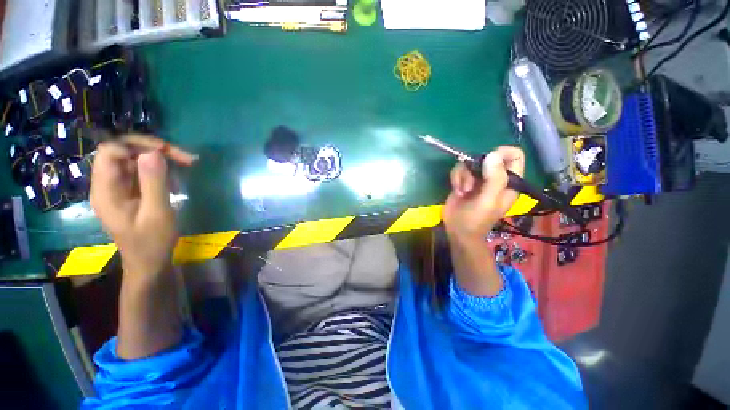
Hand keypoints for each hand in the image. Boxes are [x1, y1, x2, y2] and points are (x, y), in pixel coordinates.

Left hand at [90, 136, 191, 277]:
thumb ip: (153, 182)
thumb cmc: (152, 242)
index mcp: (105, 190)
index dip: (136, 145)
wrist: (150, 262)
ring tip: (185, 167)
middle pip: (123, 151)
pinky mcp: (130, 192)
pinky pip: (142, 172)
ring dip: (161, 160)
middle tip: (183, 157)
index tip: (166, 152)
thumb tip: (153, 152)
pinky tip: (176, 182)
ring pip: (135, 160)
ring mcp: (119, 188)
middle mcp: (107, 184)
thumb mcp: (157, 213)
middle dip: (153, 150)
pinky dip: (161, 171)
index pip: (110, 151)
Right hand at [443, 146, 524, 244]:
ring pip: (471, 163)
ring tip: (464, 191)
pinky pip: (459, 169)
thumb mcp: (488, 201)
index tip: (487, 161)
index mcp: (509, 182)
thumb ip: (494, 179)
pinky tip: (457, 191)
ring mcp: (478, 179)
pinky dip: (456, 178)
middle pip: (488, 156)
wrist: (458, 231)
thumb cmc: (476, 219)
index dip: (502, 153)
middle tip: (472, 181)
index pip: (515, 156)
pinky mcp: (464, 181)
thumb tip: (492, 155)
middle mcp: (494, 178)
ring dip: (464, 175)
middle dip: (476, 166)